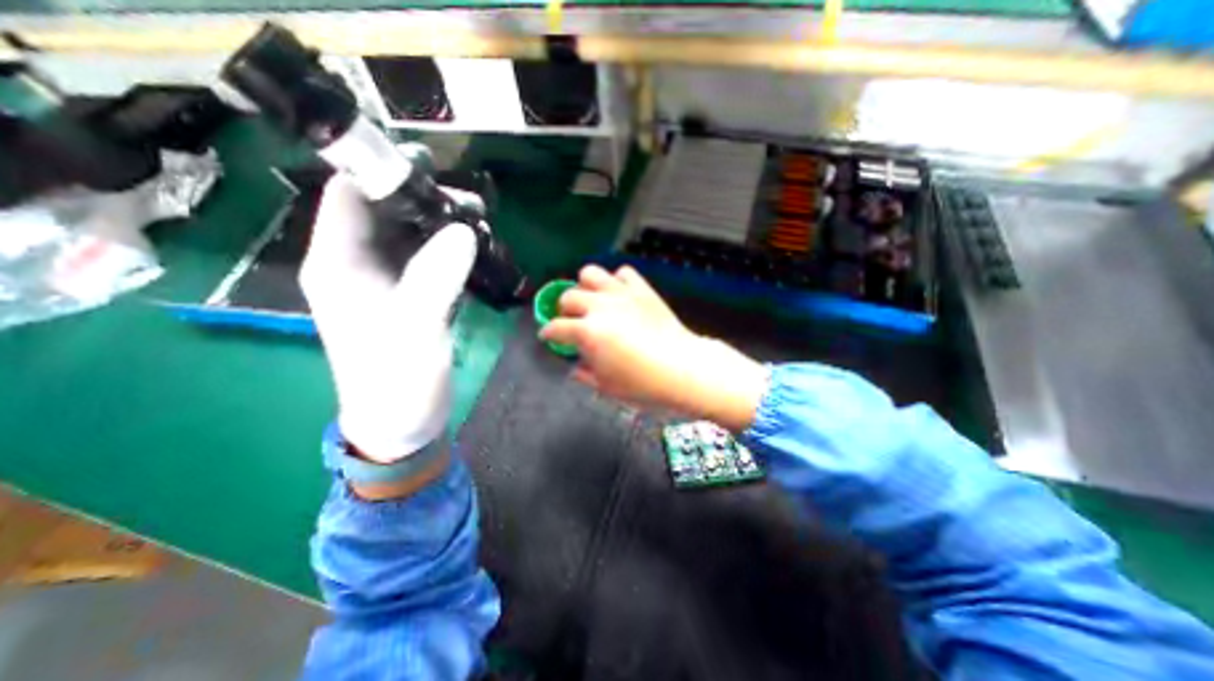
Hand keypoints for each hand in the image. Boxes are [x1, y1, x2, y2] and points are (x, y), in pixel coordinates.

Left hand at [300, 177, 476, 470]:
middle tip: (472, 202)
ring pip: (413, 235)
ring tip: (481, 219)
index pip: (349, 197)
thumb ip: (435, 277)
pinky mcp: (414, 294)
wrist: (403, 421)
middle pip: (387, 212)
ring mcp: (390, 280)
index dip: (381, 173)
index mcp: (339, 264)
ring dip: (444, 224)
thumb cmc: (395, 379)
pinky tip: (478, 246)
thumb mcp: (413, 327)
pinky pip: (431, 258)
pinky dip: (452, 248)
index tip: (430, 169)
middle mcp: (360, 264)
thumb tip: (464, 231)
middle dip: (425, 199)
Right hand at [541, 267, 766, 430]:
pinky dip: (617, 281)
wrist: (683, 368)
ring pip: (590, 273)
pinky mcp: (642, 289)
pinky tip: (620, 295)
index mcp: (587, 332)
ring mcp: (621, 294)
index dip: (548, 333)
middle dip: (565, 310)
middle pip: (569, 297)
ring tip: (593, 301)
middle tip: (573, 321)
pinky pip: (623, 273)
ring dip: (586, 287)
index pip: (555, 327)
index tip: (548, 336)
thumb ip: (584, 374)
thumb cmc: (643, 384)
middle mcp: (599, 307)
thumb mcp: (606, 387)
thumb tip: (576, 366)